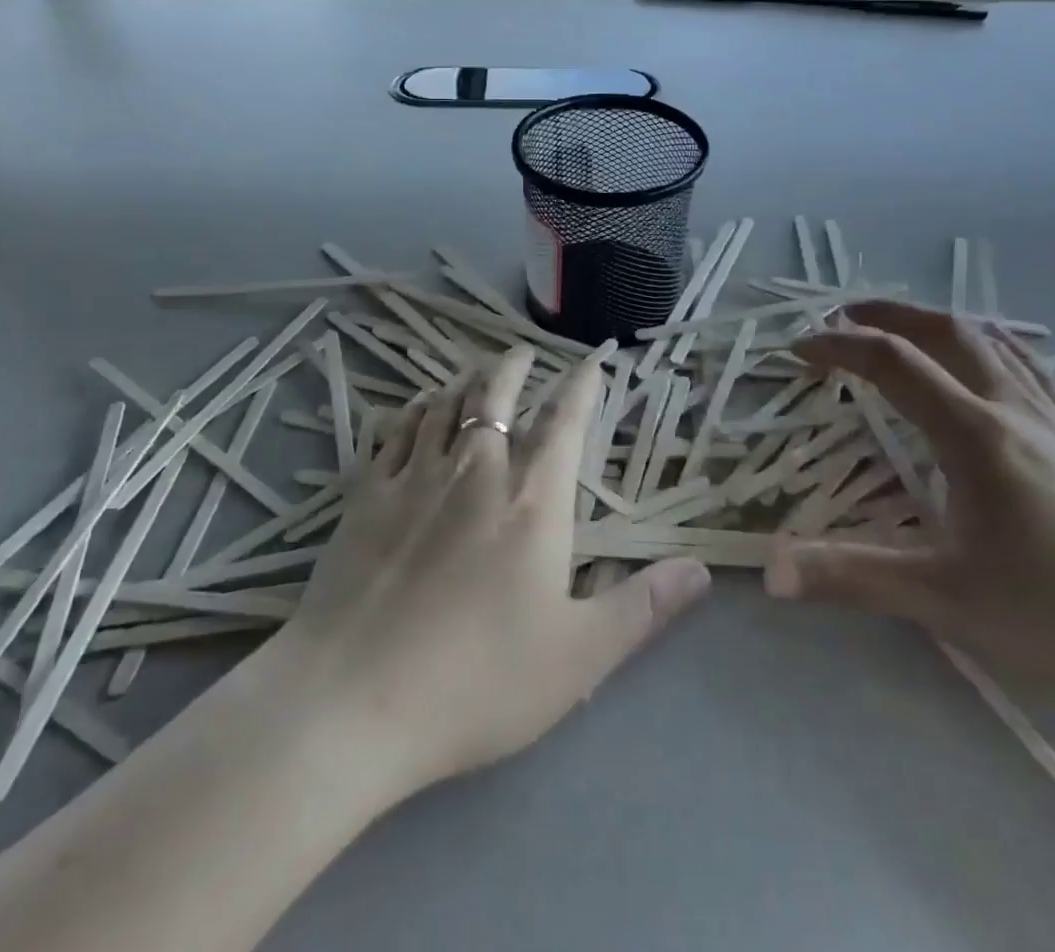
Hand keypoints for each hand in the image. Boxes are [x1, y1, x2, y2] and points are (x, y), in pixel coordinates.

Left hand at [281, 344, 711, 793]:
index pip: (565, 422)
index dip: (582, 386)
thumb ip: (643, 607)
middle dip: (514, 367)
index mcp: (533, 501)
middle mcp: (477, 470)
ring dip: (465, 381)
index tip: (592, 361)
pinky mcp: (366, 495)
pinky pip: (395, 430)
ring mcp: (415, 477)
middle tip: (522, 354)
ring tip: (475, 373)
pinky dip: (413, 409)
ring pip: (445, 404)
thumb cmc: (477, 681)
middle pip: (496, 395)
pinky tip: (416, 407)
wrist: (352, 700)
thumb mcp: (578, 657)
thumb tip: (701, 569)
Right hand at [767, 301, 1054, 727]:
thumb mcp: (946, 600)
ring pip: (992, 341)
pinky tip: (986, 369)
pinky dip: (987, 345)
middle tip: (844, 316)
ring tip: (904, 329)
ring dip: (937, 323)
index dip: (838, 347)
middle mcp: (1015, 410)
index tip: (798, 350)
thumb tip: (770, 570)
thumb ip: (852, 577)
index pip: (892, 363)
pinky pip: (1029, 366)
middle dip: (888, 314)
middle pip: (945, 332)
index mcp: (975, 435)